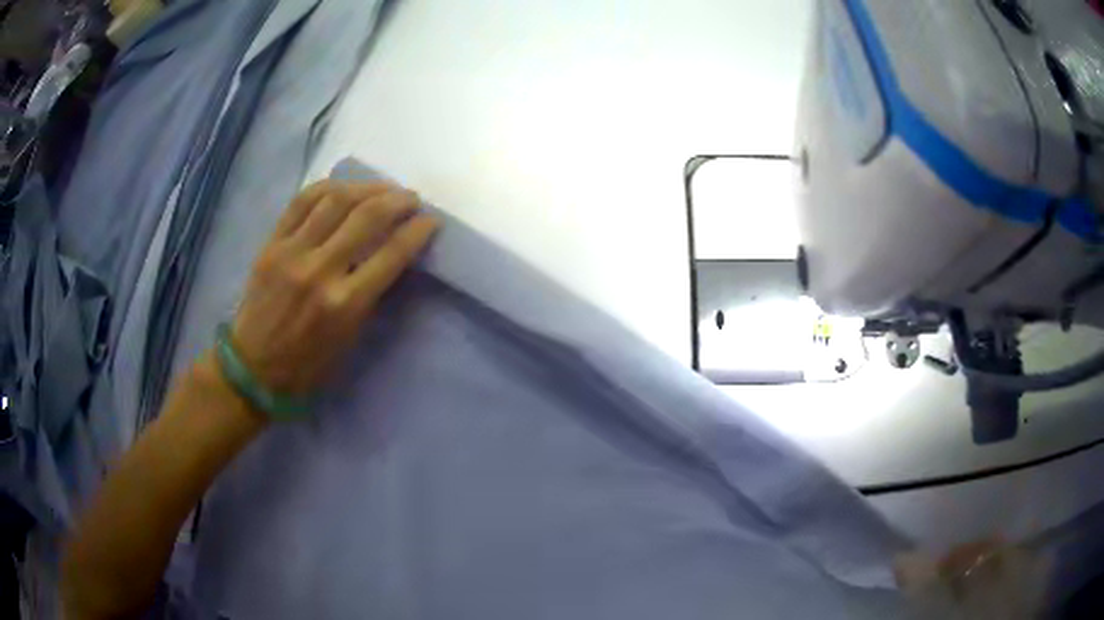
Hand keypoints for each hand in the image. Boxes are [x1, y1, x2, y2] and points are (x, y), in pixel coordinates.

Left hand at [227, 180, 437, 396]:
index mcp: (344, 304)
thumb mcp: (349, 338)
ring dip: (367, 187)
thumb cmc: (307, 364)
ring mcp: (292, 252)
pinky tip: (344, 187)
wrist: (253, 367)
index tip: (431, 221)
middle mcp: (320, 271)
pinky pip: (302, 201)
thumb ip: (370, 294)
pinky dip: (328, 187)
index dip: (418, 231)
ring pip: (336, 200)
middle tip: (411, 198)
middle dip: (398, 200)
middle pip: (367, 216)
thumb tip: (390, 256)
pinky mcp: (271, 243)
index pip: (392, 253)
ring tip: (382, 188)